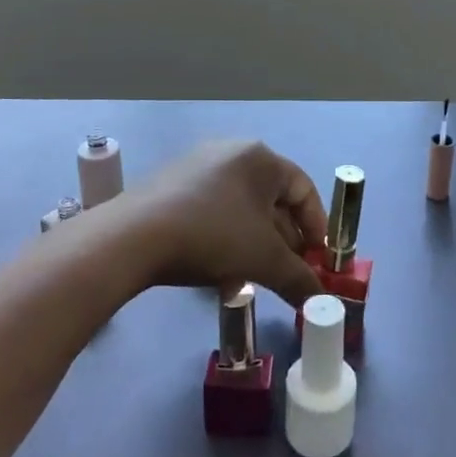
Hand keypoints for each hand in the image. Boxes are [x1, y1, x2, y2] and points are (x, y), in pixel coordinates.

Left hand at [125, 140, 327, 306]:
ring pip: (242, 206)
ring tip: (256, 275)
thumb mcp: (264, 260)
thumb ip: (299, 279)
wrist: (133, 237)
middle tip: (290, 272)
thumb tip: (321, 304)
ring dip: (256, 241)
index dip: (317, 227)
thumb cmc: (213, 235)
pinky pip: (214, 208)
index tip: (319, 261)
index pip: (304, 189)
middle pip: (273, 197)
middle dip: (285, 238)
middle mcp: (231, 152)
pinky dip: (227, 235)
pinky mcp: (171, 183)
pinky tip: (220, 267)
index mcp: (260, 158)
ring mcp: (198, 165)